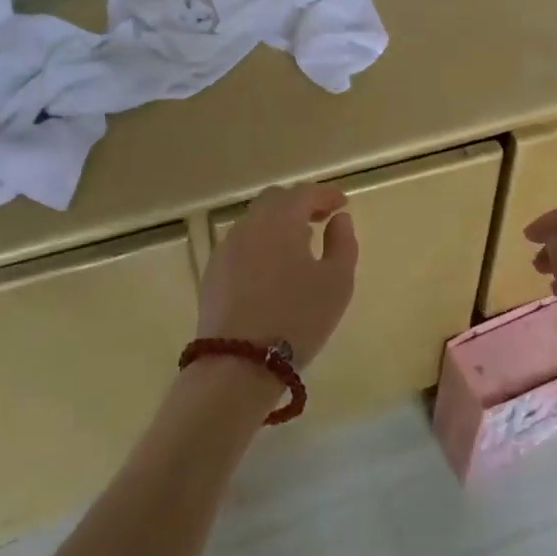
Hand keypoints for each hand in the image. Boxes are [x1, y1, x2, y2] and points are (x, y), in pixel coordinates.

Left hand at [197, 184, 357, 368]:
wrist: (238, 363)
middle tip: (320, 219)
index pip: (305, 193)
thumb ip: (343, 243)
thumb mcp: (337, 282)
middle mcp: (249, 225)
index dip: (326, 195)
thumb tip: (339, 219)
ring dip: (278, 225)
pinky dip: (260, 245)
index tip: (342, 204)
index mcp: (280, 220)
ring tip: (298, 246)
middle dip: (299, 204)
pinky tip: (271, 270)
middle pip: (275, 201)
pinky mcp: (213, 273)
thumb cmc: (297, 318)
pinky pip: (241, 246)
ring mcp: (226, 249)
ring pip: (255, 223)